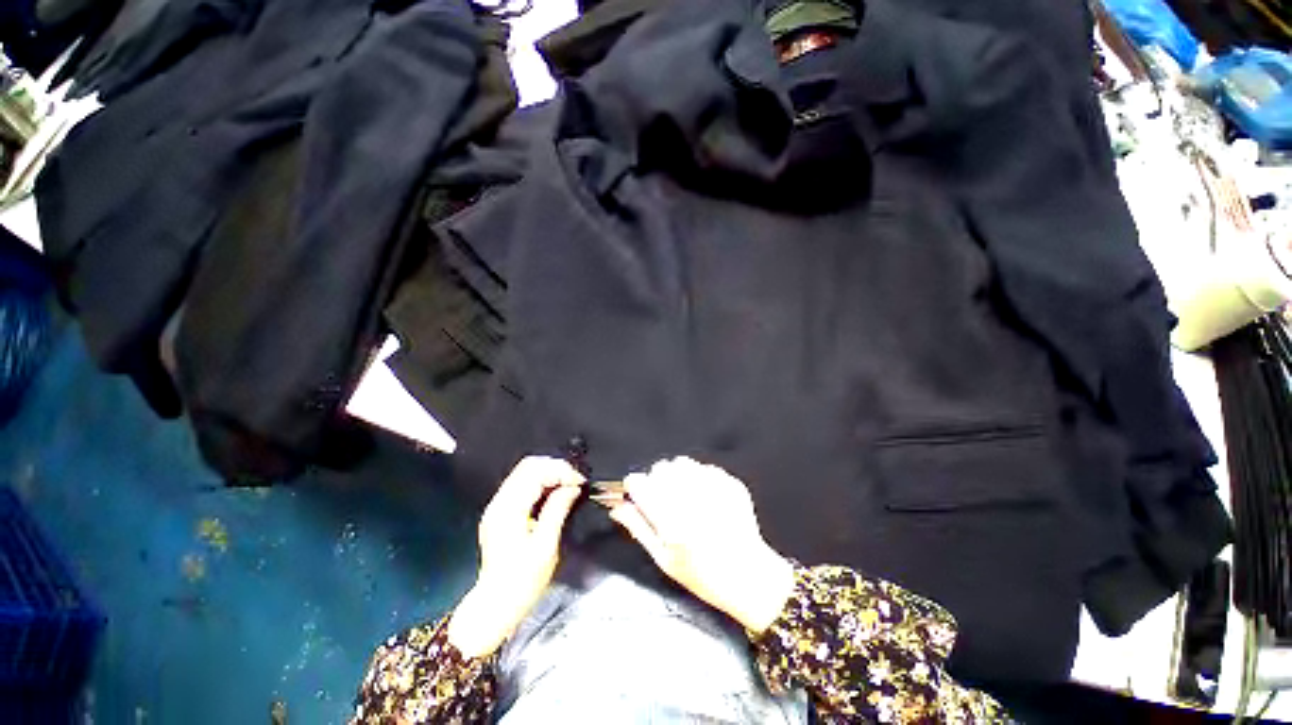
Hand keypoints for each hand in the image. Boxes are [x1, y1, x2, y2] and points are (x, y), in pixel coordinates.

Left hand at [447, 456, 584, 657]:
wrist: (495, 606)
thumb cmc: (521, 583)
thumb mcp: (546, 547)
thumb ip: (558, 510)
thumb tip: (572, 487)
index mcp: (509, 511)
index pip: (535, 472)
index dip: (560, 470)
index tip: (579, 481)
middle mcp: (499, 503)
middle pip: (528, 466)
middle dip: (555, 468)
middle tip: (575, 481)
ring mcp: (498, 507)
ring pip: (525, 472)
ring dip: (549, 473)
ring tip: (568, 485)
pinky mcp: (501, 513)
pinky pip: (522, 484)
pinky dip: (541, 482)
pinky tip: (554, 493)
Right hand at [604, 457, 795, 633]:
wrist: (750, 577)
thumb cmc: (704, 576)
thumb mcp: (664, 559)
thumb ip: (638, 527)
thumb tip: (617, 506)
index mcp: (672, 522)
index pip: (639, 483)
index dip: (634, 487)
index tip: (636, 494)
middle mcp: (693, 501)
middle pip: (660, 468)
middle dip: (656, 480)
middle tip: (663, 500)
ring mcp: (715, 489)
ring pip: (682, 462)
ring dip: (677, 475)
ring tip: (684, 496)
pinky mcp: (730, 484)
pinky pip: (704, 467)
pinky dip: (699, 478)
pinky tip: (704, 498)